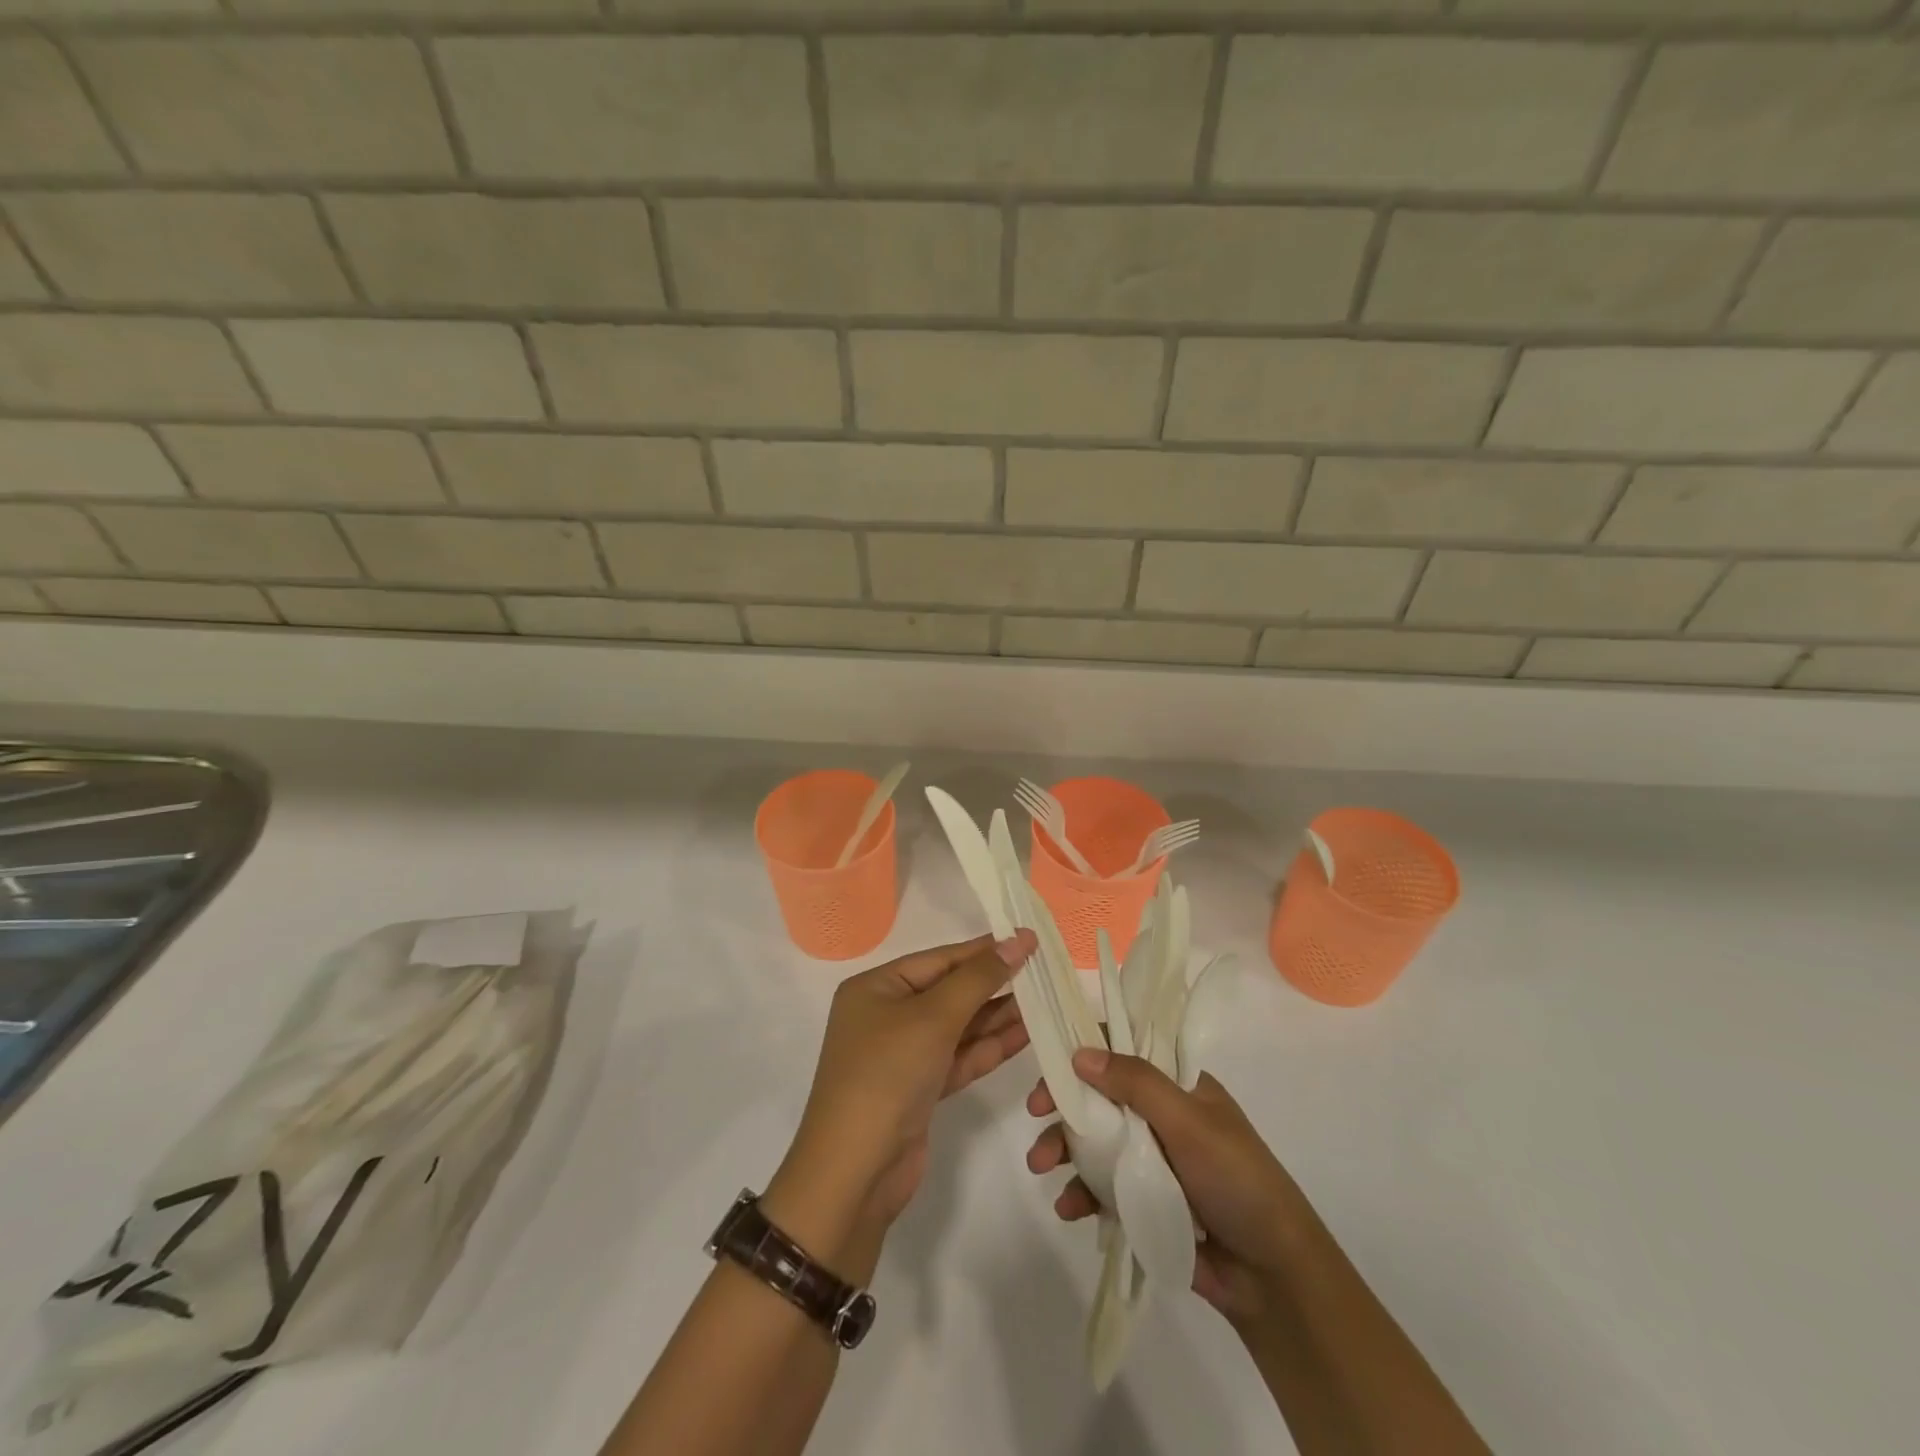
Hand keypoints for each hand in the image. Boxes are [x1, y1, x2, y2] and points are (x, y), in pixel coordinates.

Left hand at [767, 932, 1037, 1266]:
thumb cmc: (887, 1074)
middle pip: (949, 991)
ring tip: (1044, 1002)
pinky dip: (988, 1048)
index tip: (1028, 940)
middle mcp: (886, 1015)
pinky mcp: (919, 1089)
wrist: (855, 1173)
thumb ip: (979, 978)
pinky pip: (958, 1057)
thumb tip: (1018, 941)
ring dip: (997, 1017)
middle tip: (1043, 973)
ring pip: (958, 1026)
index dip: (984, 950)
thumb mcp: (933, 1017)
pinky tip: (1025, 1036)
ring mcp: (903, 1055)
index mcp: (876, 988)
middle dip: (994, 984)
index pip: (939, 959)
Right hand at [1026, 1048, 1316, 1326]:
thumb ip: (1137, 1083)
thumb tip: (1080, 1052)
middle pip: (1100, 1096)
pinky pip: (1102, 1188)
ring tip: (1040, 1167)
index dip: (1086, 1051)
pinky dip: (1081, 1194)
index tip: (1052, 1062)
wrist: (1273, 1278)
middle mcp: (1162, 1116)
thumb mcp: (1189, 1122)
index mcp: (1179, 1085)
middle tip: (1034, 1112)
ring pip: (1095, 1142)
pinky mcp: (1145, 1203)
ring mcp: (1152, 1160)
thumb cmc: (1237, 1181)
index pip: (1125, 1050)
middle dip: (1064, 1104)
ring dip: (1063, 1150)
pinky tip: (1069, 1208)